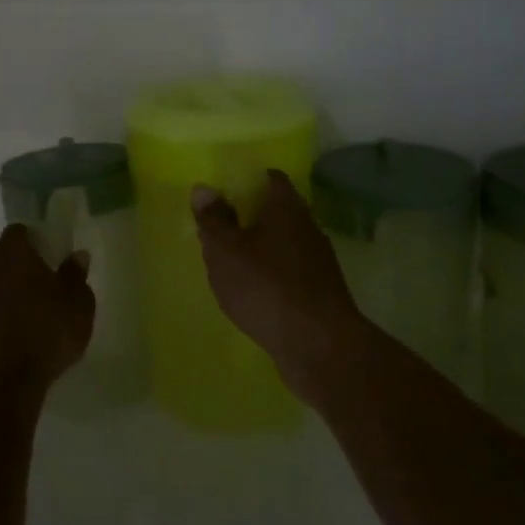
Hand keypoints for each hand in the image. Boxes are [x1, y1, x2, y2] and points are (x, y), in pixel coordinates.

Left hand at [0, 225, 95, 394]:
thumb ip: (76, 274)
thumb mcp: (77, 303)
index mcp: (12, 250)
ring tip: (34, 309)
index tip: (53, 255)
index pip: (21, 231)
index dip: (37, 240)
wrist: (2, 380)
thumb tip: (77, 255)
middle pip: (5, 254)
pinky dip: (1, 310)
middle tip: (47, 281)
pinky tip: (18, 329)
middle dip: (23, 263)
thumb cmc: (46, 331)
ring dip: (10, 288)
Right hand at [192, 171, 369, 405]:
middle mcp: (308, 227)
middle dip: (250, 216)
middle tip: (220, 227)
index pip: (270, 178)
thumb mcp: (226, 250)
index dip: (247, 180)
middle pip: (277, 211)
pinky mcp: (320, 292)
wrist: (319, 346)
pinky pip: (290, 272)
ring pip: (283, 243)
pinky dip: (271, 274)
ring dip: (260, 248)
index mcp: (286, 207)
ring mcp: (318, 261)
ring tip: (231, 262)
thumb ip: (213, 218)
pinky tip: (254, 292)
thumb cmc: (266, 286)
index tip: (224, 192)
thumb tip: (204, 187)